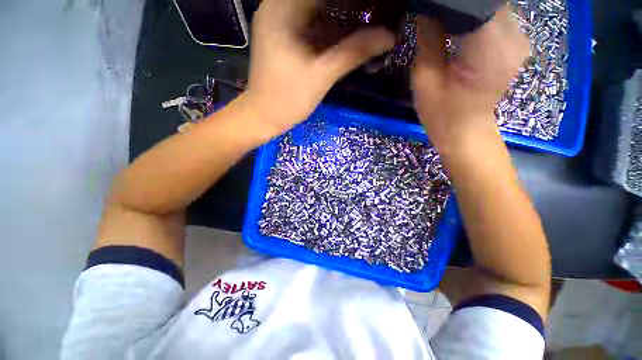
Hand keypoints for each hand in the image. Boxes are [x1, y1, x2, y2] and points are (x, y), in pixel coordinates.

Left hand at [244, 0, 394, 137]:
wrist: (263, 116)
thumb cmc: (287, 99)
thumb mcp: (322, 75)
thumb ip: (354, 52)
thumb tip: (389, 36)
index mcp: (284, 7)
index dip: (353, 0)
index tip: (374, 6)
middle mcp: (279, 5)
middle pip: (321, 0)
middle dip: (350, 7)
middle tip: (373, 16)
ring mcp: (280, 20)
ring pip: (317, 8)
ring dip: (343, 15)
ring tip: (367, 25)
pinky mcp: (284, 36)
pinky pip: (311, 22)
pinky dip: (331, 28)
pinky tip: (348, 36)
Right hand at [411, 7, 528, 150]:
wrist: (465, 133)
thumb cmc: (441, 114)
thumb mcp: (424, 79)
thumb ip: (428, 37)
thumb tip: (425, 6)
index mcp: (489, 48)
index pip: (476, 1)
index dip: (452, 0)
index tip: (431, 3)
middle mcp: (513, 36)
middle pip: (487, 0)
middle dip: (460, 2)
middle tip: (434, 10)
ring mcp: (518, 39)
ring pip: (492, 4)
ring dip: (467, 7)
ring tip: (443, 16)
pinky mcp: (515, 43)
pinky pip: (495, 15)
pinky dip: (476, 15)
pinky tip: (458, 24)